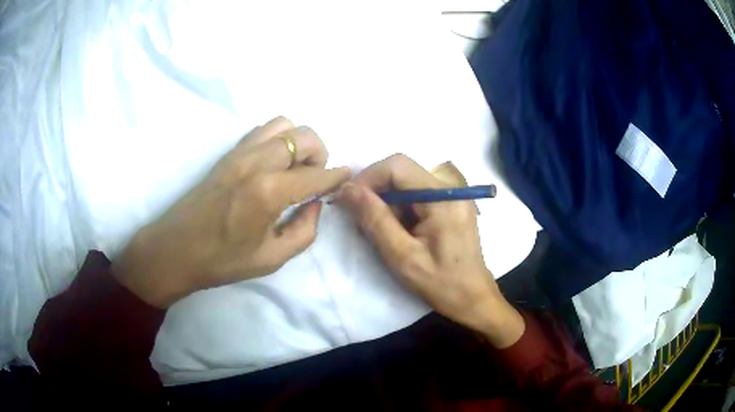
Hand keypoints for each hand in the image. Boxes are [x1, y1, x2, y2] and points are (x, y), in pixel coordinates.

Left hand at [113, 117, 349, 307]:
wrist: (175, 249)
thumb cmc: (222, 261)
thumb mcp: (271, 259)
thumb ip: (304, 231)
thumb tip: (316, 204)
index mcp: (269, 192)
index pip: (317, 175)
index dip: (337, 176)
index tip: (346, 179)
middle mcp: (257, 162)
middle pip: (305, 136)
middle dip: (320, 154)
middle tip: (314, 179)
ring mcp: (240, 152)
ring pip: (284, 124)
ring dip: (298, 142)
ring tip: (294, 168)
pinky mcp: (228, 153)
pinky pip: (262, 130)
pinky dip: (278, 139)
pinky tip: (273, 164)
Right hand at [337, 154, 523, 347]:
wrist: (473, 298)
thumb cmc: (441, 283)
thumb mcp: (403, 256)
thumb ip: (375, 220)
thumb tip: (347, 189)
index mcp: (443, 197)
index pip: (397, 165)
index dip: (368, 178)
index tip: (349, 202)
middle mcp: (450, 187)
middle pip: (401, 172)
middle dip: (376, 193)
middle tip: (362, 222)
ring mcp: (452, 195)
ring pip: (406, 184)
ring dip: (386, 203)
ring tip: (381, 233)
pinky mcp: (450, 205)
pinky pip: (416, 195)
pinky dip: (399, 210)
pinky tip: (398, 233)